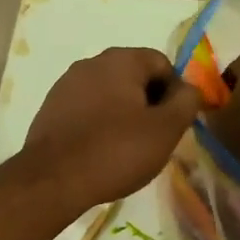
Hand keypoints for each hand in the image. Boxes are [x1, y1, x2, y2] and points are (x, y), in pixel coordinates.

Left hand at [19, 48, 201, 216]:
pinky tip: (100, 151)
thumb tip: (189, 89)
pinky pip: (86, 109)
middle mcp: (91, 63)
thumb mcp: (166, 129)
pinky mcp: (50, 108)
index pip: (162, 64)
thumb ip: (186, 102)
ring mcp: (66, 84)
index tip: (174, 124)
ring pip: (109, 94)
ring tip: (126, 148)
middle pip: (134, 77)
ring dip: (123, 114)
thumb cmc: (116, 150)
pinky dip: (99, 124)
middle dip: (149, 103)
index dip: (175, 92)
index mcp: (120, 60)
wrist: (53, 179)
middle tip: (153, 138)